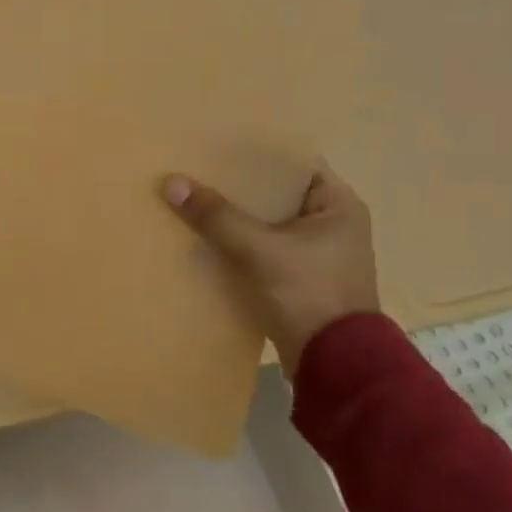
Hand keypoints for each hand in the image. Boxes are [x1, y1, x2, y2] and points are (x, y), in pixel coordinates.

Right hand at [161, 162, 379, 375]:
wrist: (334, 363)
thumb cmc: (309, 293)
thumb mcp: (259, 250)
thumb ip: (217, 216)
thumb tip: (172, 183)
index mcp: (338, 206)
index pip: (294, 166)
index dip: (256, 157)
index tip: (217, 149)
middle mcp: (332, 225)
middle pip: (276, 196)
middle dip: (237, 189)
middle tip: (197, 173)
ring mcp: (316, 255)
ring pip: (267, 225)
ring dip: (235, 219)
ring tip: (194, 204)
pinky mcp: (299, 280)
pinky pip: (263, 251)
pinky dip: (238, 246)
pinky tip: (206, 242)